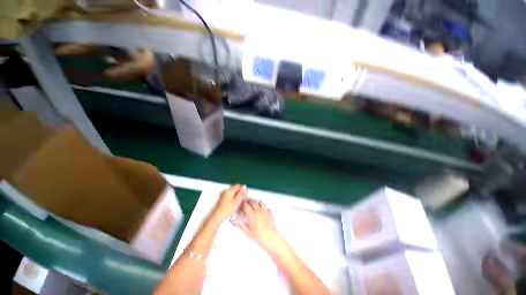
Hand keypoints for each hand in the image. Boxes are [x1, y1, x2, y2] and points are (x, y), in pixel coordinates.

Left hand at [210, 184, 246, 222]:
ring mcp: (223, 194)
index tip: (245, 195)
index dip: (243, 189)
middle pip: (235, 188)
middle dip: (239, 192)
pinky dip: (233, 198)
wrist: (217, 216)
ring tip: (238, 202)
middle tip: (242, 199)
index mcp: (230, 191)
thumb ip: (241, 194)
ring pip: (233, 192)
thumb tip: (245, 187)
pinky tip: (233, 204)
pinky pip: (230, 195)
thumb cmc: (227, 210)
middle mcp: (226, 191)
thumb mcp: (236, 202)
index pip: (238, 185)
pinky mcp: (222, 198)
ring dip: (236, 195)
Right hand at [233, 200, 286, 254]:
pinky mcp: (270, 214)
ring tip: (256, 207)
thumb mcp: (248, 233)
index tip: (242, 205)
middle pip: (254, 202)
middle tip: (248, 204)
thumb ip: (241, 226)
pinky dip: (265, 208)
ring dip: (258, 203)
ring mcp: (265, 212)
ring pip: (261, 203)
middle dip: (250, 202)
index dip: (243, 205)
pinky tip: (263, 212)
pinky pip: (267, 208)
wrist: (271, 239)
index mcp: (252, 215)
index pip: (246, 206)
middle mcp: (259, 212)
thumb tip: (235, 222)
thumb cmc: (259, 237)